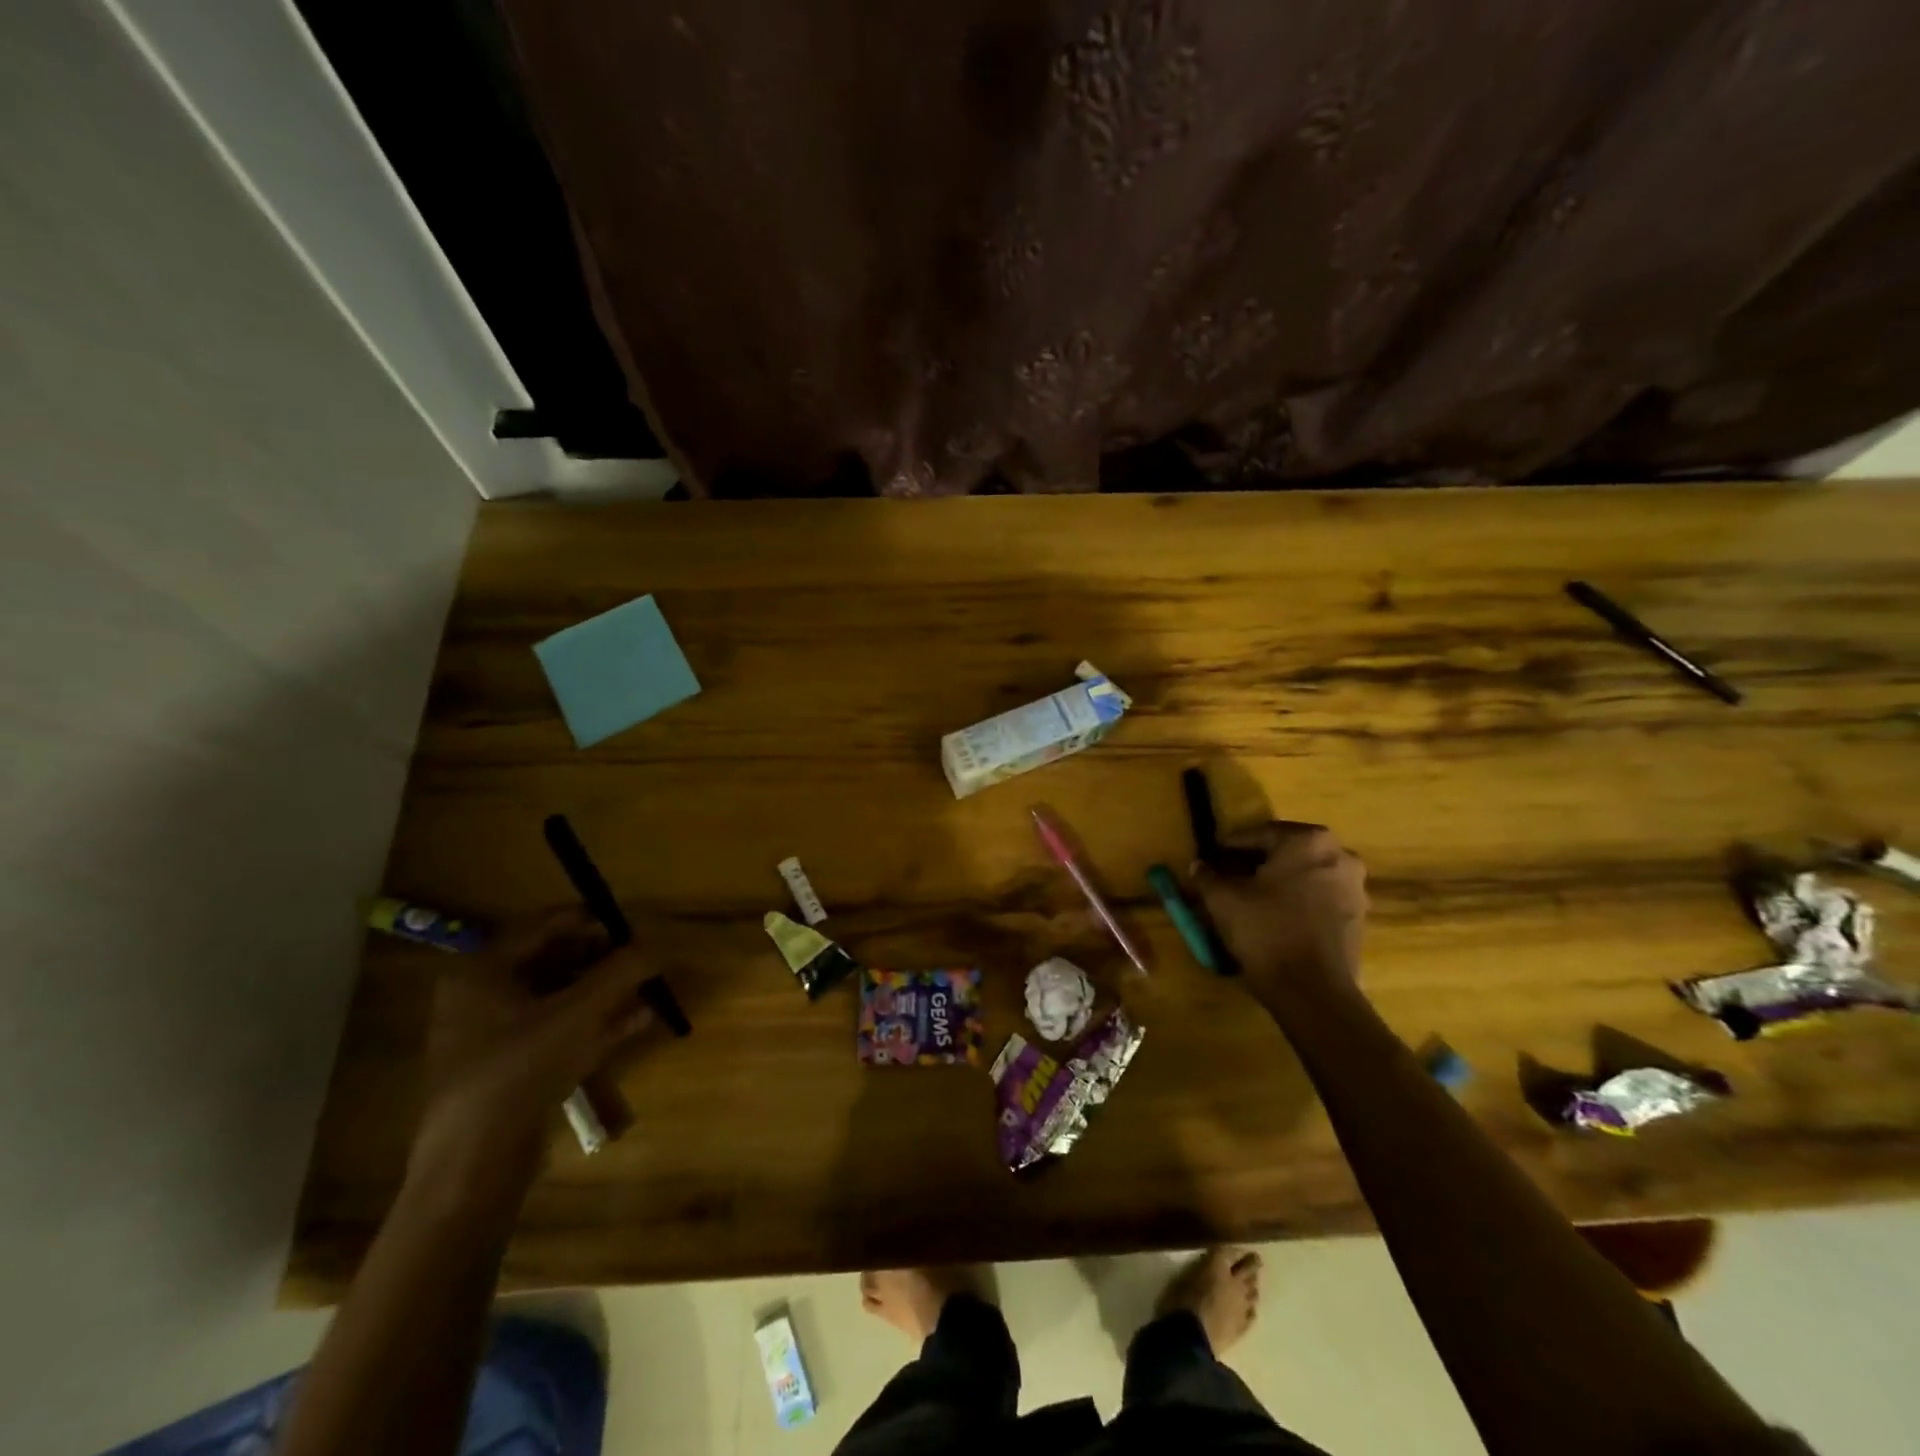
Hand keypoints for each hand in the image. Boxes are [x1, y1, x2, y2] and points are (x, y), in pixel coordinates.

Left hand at [410, 908, 659, 1188]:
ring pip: (561, 997)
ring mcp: (496, 1034)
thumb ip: (624, 970)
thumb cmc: (521, 1068)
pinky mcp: (513, 1067)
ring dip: (607, 990)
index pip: (546, 925)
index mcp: (482, 970)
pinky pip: (560, 1030)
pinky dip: (598, 1022)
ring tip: (649, 987)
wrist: (475, 1163)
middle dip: (604, 958)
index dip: (594, 921)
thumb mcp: (582, 1011)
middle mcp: (482, 995)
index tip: (635, 927)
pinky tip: (640, 1020)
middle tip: (643, 960)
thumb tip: (659, 943)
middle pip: (555, 959)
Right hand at [1193, 823, 1367, 1001]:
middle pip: (1287, 851)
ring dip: (1279, 881)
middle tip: (1229, 874)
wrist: (1312, 991)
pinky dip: (1297, 900)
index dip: (1231, 846)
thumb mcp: (1224, 900)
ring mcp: (1355, 887)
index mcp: (1308, 841)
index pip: (1260, 834)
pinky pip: (1320, 896)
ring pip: (1305, 874)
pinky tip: (1274, 916)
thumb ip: (1208, 876)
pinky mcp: (1359, 916)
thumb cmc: (1266, 931)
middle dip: (1258, 861)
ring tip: (1250, 897)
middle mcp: (1339, 855)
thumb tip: (1199, 866)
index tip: (1212, 856)